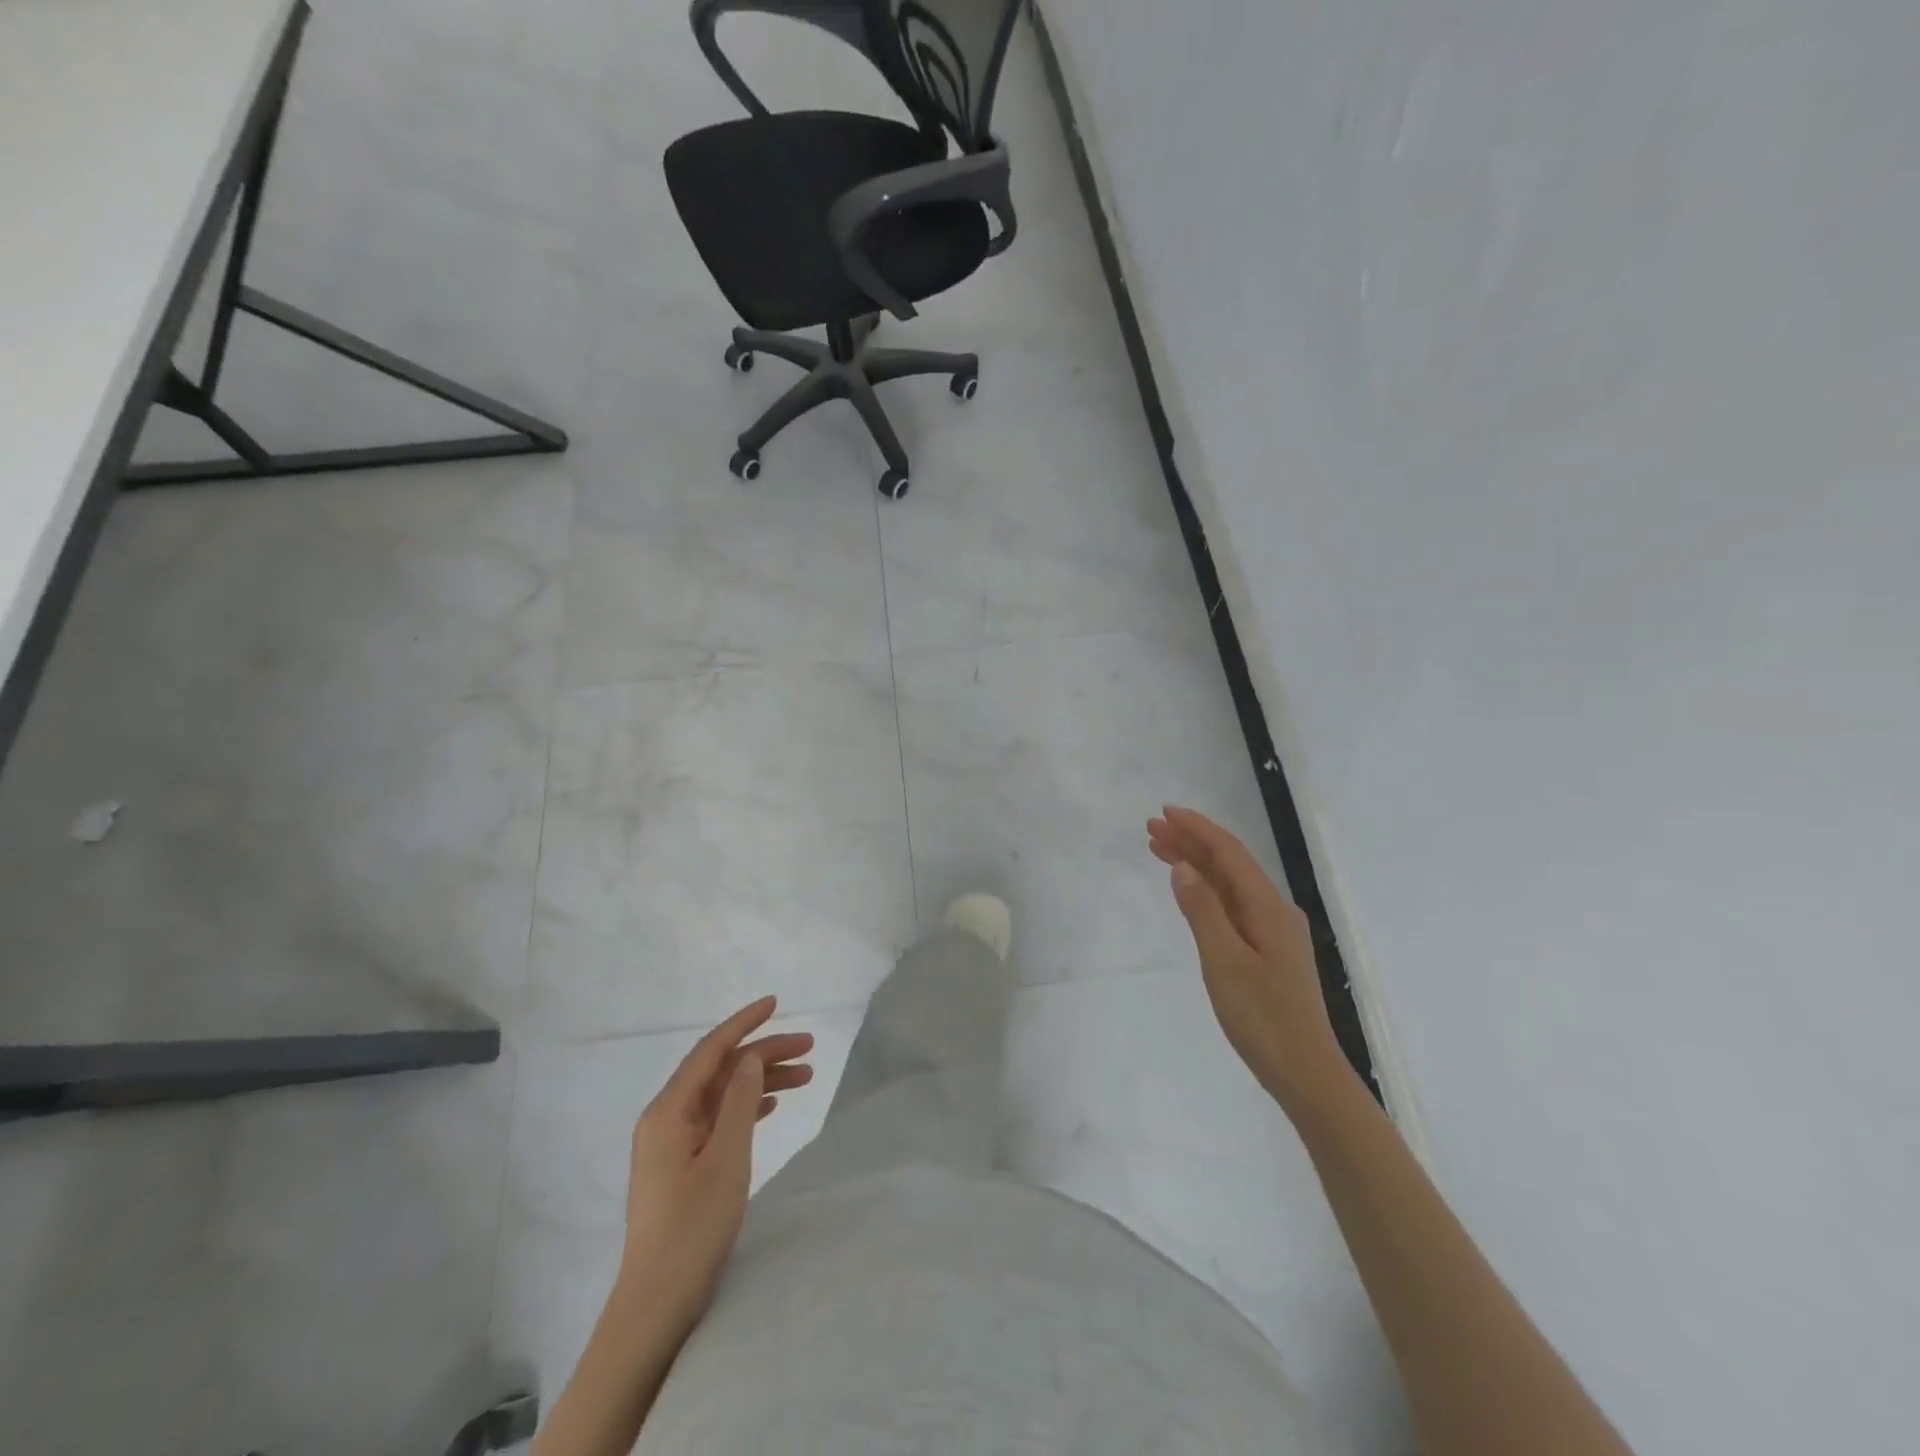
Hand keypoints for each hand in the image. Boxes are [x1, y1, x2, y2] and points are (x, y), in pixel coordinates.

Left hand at [618, 996, 813, 1338]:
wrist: (657, 1303)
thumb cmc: (693, 1228)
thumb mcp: (727, 1159)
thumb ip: (741, 1102)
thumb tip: (750, 1057)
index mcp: (669, 1111)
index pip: (711, 1050)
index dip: (744, 1023)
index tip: (776, 1002)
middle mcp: (667, 1118)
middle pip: (720, 1070)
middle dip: (763, 1053)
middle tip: (809, 1048)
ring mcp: (673, 1142)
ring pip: (723, 1094)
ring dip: (761, 1081)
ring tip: (805, 1076)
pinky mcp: (682, 1163)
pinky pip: (719, 1118)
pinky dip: (748, 1106)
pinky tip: (774, 1105)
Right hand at [1149, 806, 1348, 1112]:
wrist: (1305, 1072)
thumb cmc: (1263, 1018)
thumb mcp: (1224, 961)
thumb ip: (1203, 910)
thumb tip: (1183, 866)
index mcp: (1267, 907)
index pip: (1229, 854)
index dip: (1197, 829)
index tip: (1165, 813)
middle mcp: (1273, 911)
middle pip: (1229, 865)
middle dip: (1191, 843)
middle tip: (1152, 829)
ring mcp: (1271, 931)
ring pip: (1229, 885)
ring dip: (1196, 865)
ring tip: (1159, 850)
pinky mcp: (1266, 951)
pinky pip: (1231, 906)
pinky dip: (1206, 891)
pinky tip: (1189, 891)